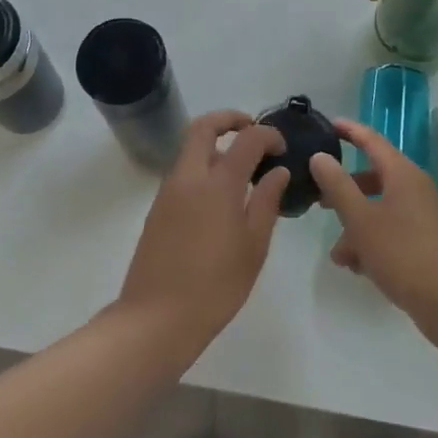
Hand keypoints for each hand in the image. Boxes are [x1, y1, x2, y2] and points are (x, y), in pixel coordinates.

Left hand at [116, 111, 289, 353]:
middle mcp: (189, 176)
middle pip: (204, 127)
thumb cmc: (215, 286)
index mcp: (218, 184)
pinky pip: (183, 171)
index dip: (268, 135)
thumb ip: (266, 202)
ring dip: (215, 143)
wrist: (156, 318)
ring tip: (242, 167)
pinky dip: (203, 166)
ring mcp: (168, 190)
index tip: (282, 148)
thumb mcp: (253, 247)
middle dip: (229, 119)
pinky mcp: (158, 208)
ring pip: (190, 147)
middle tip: (253, 130)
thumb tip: (278, 172)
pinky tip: (221, 196)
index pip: (246, 139)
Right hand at [311, 118, 437, 344]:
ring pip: (379, 208)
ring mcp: (422, 216)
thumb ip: (337, 185)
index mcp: (402, 173)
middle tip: (318, 197)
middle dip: (344, 188)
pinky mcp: (425, 242)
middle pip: (373, 176)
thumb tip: (319, 155)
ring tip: (337, 252)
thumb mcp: (361, 219)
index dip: (348, 130)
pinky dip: (372, 241)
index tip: (326, 124)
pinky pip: (391, 231)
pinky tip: (357, 267)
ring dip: (355, 224)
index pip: (371, 140)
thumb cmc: (403, 253)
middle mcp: (414, 188)